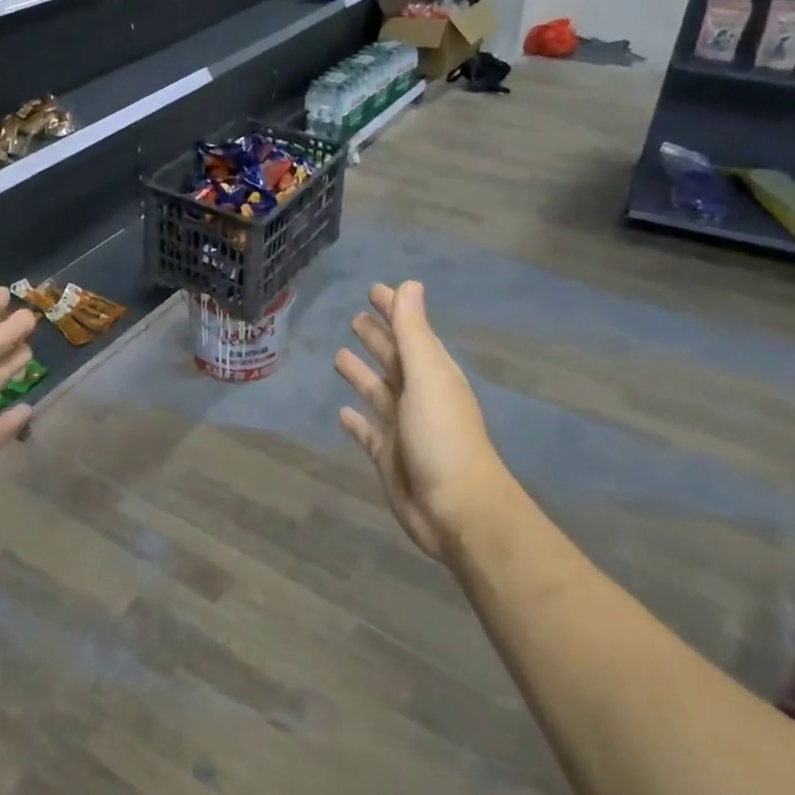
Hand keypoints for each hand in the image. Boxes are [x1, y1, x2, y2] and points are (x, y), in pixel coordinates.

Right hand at [335, 280, 507, 562]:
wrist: (456, 508)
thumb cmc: (442, 436)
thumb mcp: (427, 377)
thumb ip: (413, 333)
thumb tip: (409, 285)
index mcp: (432, 374)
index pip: (410, 332)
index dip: (393, 311)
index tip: (374, 290)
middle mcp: (418, 396)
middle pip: (394, 360)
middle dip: (377, 339)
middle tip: (354, 318)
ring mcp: (403, 427)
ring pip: (378, 393)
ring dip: (362, 375)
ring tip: (339, 357)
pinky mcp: (388, 456)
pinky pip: (368, 432)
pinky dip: (357, 421)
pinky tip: (342, 412)